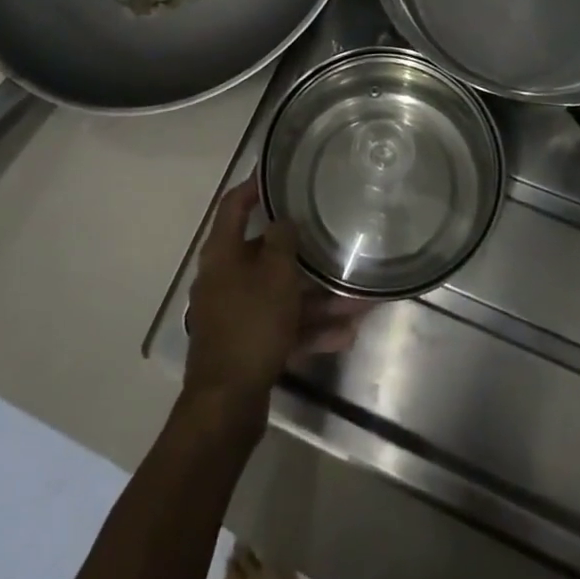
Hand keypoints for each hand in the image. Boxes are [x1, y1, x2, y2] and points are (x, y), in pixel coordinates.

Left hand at [183, 182, 368, 421]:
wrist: (226, 405)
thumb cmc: (250, 325)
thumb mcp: (274, 275)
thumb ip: (282, 241)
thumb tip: (284, 221)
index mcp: (222, 254)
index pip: (234, 205)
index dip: (254, 186)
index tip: (278, 174)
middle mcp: (225, 278)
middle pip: (265, 252)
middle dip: (303, 251)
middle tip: (332, 237)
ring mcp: (236, 313)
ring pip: (281, 294)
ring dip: (317, 296)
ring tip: (356, 298)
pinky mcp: (248, 344)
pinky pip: (283, 326)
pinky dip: (309, 328)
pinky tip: (345, 334)